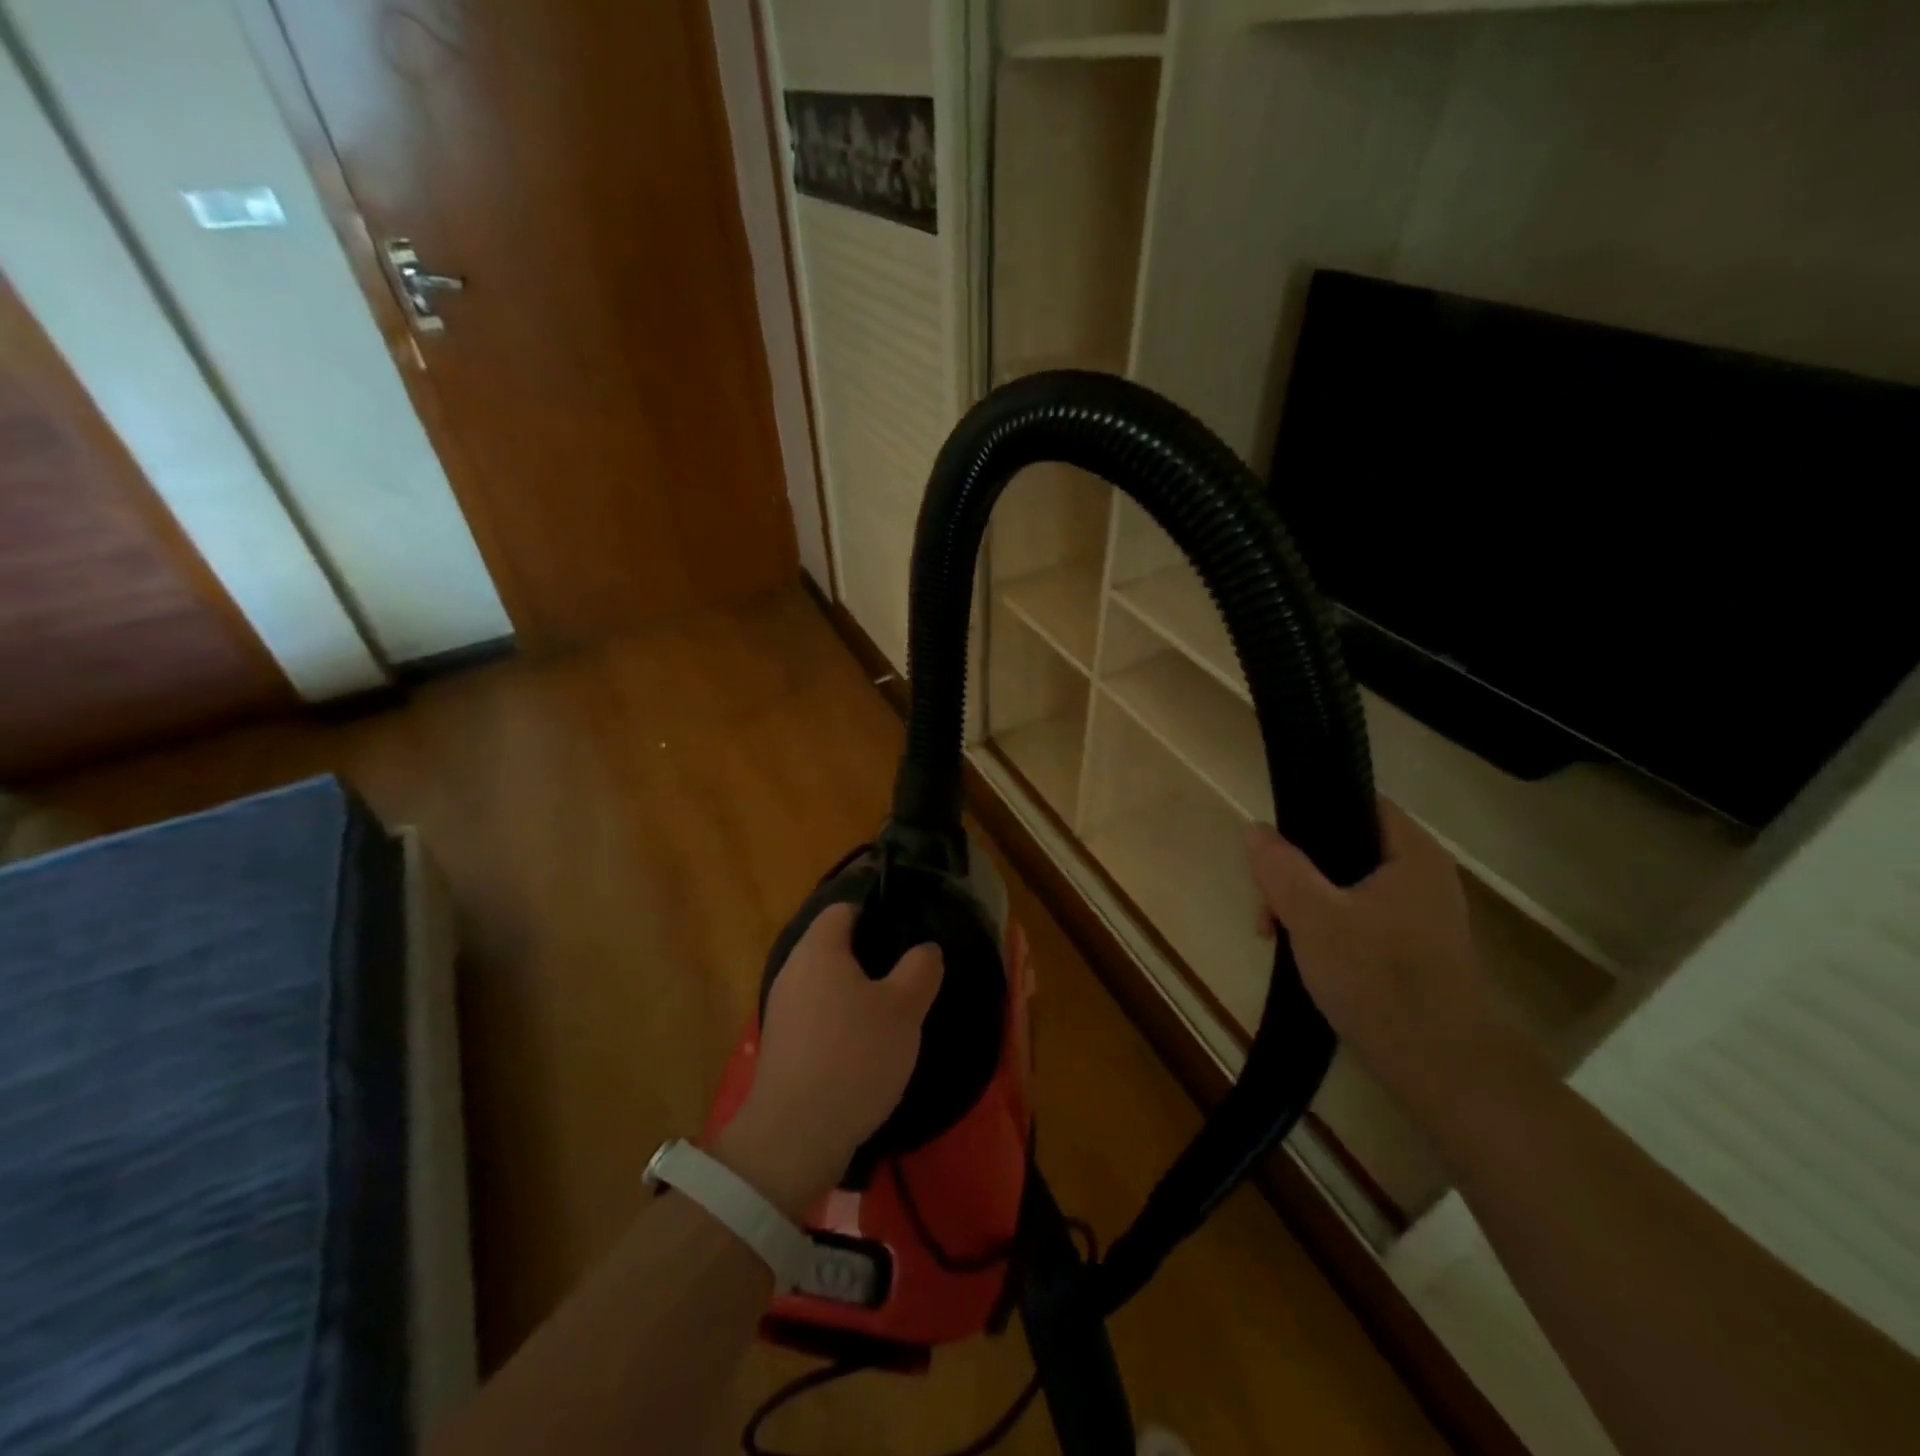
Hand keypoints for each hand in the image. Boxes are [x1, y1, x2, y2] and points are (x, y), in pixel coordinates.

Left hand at [716, 902, 942, 1215]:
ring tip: (896, 1013)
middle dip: (872, 957)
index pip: (845, 908)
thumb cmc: (854, 1056)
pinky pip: (819, 1017)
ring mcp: (784, 1010)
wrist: (794, 1136)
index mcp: (819, 949)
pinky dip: (843, 1023)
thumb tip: (925, 948)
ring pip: (828, 985)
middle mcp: (794, 971)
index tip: (908, 932)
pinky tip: (868, 1048)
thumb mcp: (904, 1009)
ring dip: (858, 994)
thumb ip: (920, 969)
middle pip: (835, 947)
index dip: (877, 912)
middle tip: (910, 974)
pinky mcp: (783, 1047)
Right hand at [1245, 799, 1526, 1107]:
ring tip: (1276, 937)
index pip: (1359, 802)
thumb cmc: (1378, 978)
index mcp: (1411, 854)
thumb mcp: (1312, 916)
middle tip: (1267, 905)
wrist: (1442, 1068)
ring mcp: (1421, 916)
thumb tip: (1255, 829)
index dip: (1313, 811)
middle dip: (1297, 872)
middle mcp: (1423, 876)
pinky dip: (1328, 928)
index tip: (1275, 842)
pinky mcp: (1414, 950)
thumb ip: (1280, 867)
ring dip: (1306, 904)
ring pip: (1347, 888)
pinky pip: (1360, 919)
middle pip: (1345, 848)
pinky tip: (1305, 956)